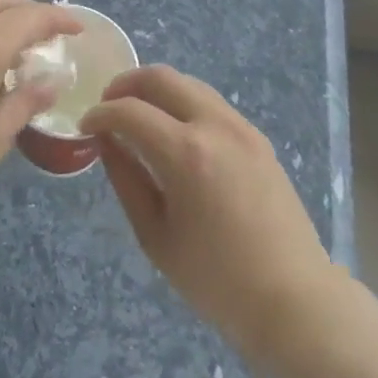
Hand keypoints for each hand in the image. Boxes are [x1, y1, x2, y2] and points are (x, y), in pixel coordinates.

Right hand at [82, 66, 334, 360]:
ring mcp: (241, 126)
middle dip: (126, 84)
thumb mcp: (155, 236)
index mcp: (186, 153)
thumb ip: (126, 180)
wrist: (293, 299)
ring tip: (137, 115)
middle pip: (161, 77)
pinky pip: (210, 102)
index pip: (129, 111)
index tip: (84, 127)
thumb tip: (106, 142)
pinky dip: (183, 103)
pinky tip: (173, 131)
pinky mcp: (257, 136)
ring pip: (188, 83)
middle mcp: (214, 125)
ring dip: (156, 90)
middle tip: (107, 106)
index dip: (100, 114)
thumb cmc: (216, 280)